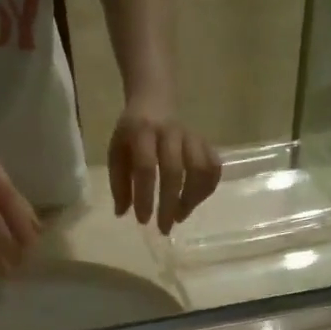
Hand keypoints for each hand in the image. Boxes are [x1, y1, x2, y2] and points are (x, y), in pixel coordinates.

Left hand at [108, 107, 220, 233]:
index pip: (145, 167)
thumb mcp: (117, 153)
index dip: (145, 196)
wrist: (154, 101)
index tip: (143, 221)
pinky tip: (196, 201)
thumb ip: (118, 182)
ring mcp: (190, 136)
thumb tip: (122, 213)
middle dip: (170, 204)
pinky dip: (207, 188)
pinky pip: (213, 166)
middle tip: (165, 228)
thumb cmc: (132, 135)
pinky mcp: (204, 142)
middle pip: (174, 170)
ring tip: (180, 216)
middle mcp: (169, 132)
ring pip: (200, 168)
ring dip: (192, 198)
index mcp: (142, 133)